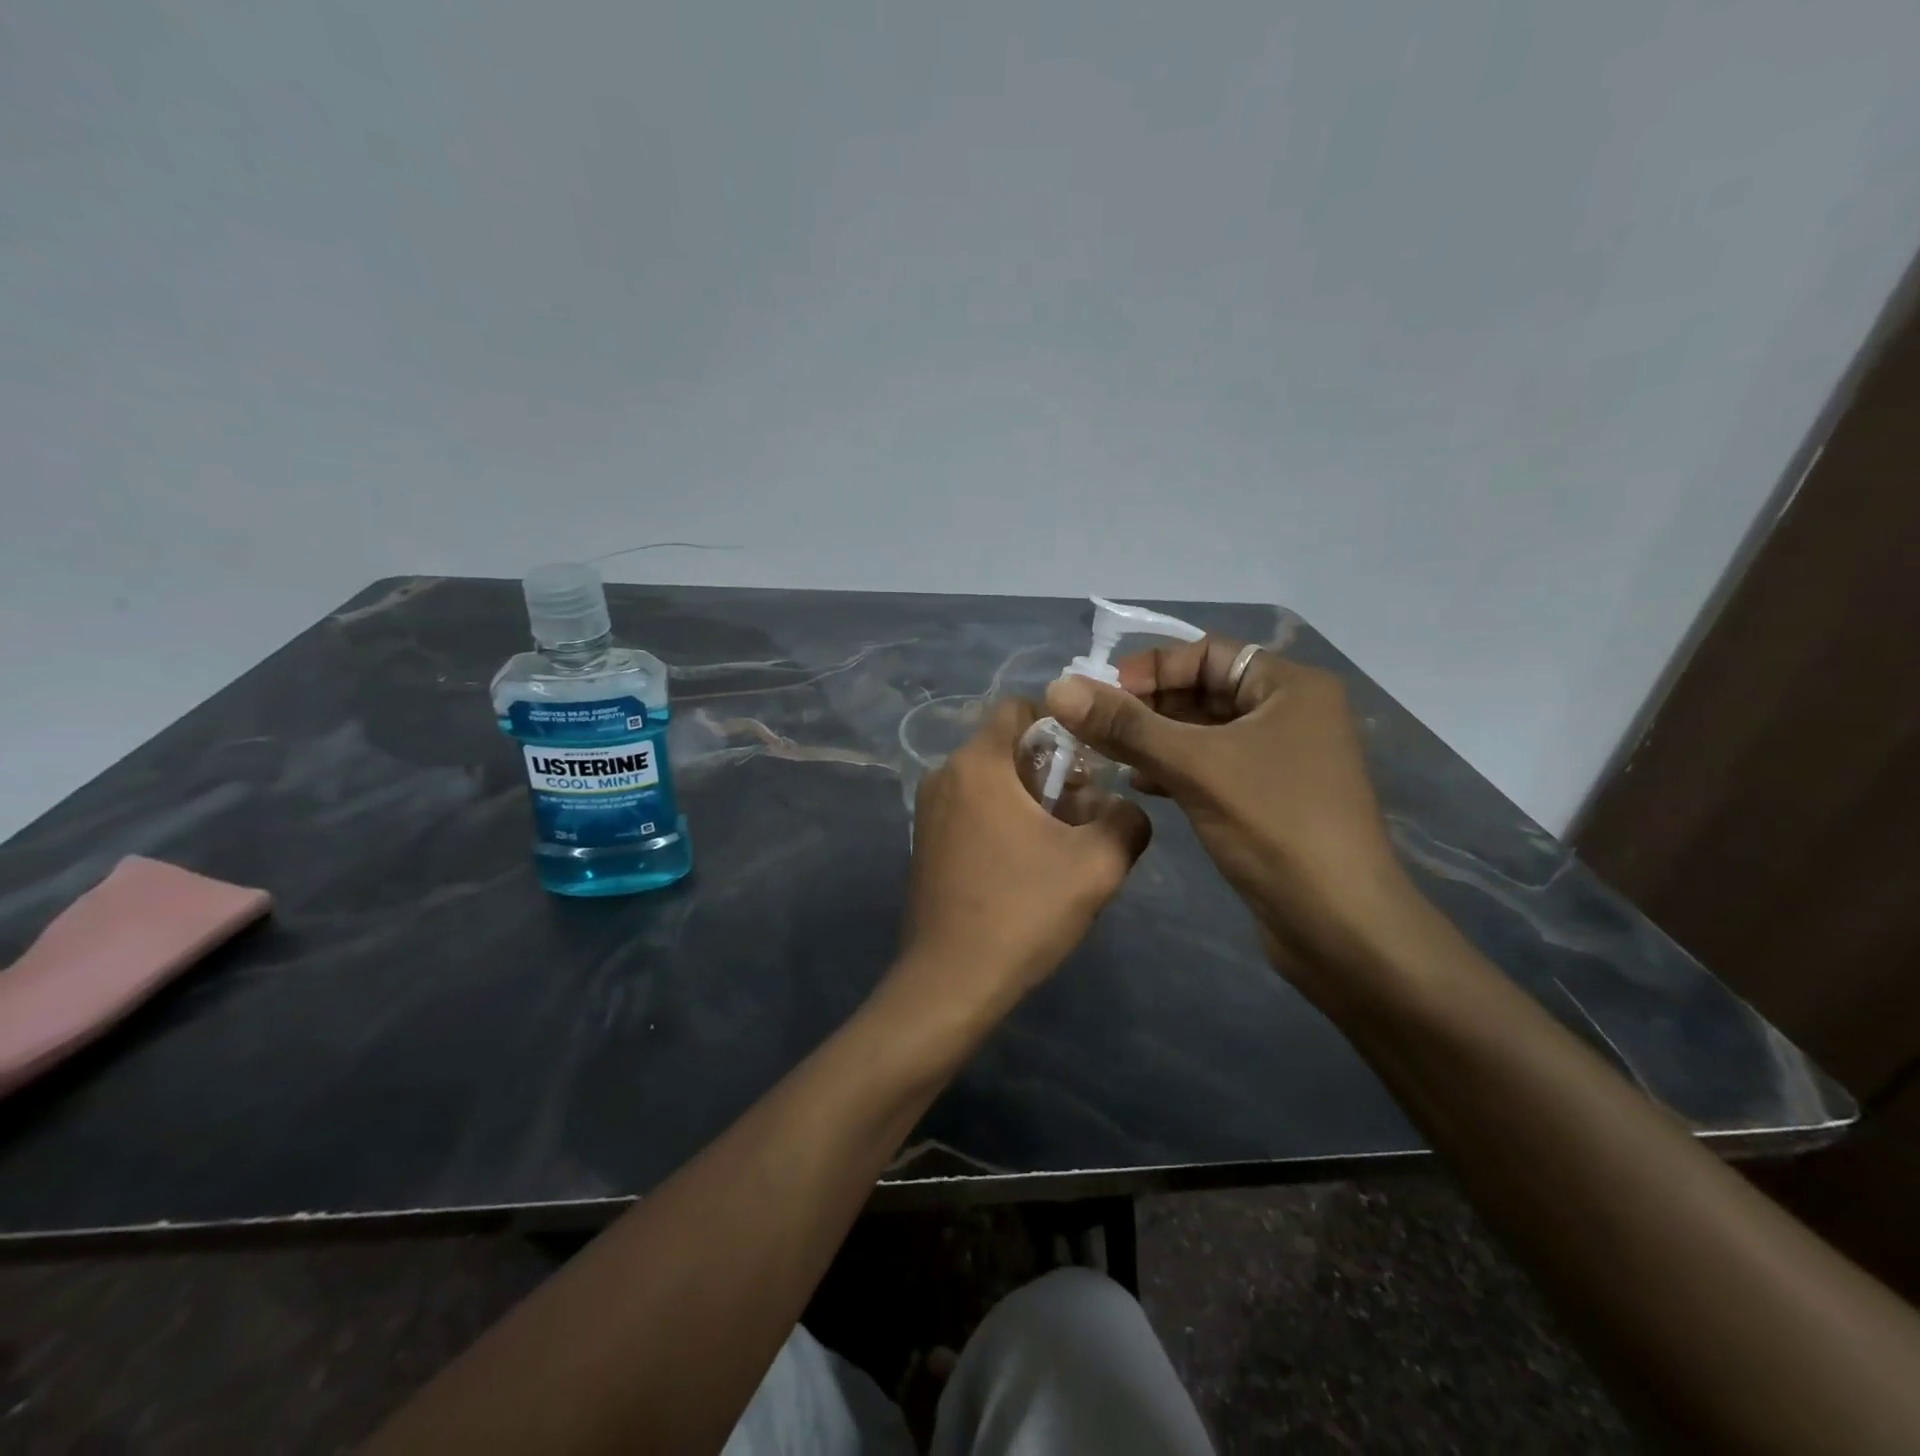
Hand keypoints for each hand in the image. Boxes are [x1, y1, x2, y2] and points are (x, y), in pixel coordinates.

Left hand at [898, 698, 1151, 1017]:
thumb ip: (1126, 820)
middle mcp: (944, 775)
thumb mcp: (1098, 865)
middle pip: (1006, 746)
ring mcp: (929, 811)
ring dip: (1030, 797)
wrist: (950, 982)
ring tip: (1064, 841)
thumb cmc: (1022, 912)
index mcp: (978, 764)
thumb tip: (1122, 808)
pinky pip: (973, 808)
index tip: (1092, 760)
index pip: (1019, 708)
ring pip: (991, 780)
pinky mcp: (926, 842)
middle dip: (1051, 768)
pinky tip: (1029, 863)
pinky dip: (1004, 817)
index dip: (1062, 723)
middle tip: (1086, 809)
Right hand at [1043, 638, 1412, 987]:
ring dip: (1153, 739)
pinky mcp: (1267, 797)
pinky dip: (1173, 768)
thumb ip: (1126, 725)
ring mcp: (1280, 758)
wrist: (1341, 926)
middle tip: (1092, 726)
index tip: (1100, 695)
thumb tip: (1058, 688)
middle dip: (1146, 706)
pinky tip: (1138, 784)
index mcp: (1289, 686)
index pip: (1205, 653)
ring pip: (1202, 732)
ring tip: (1105, 754)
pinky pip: (1210, 766)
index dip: (1149, 668)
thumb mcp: (1196, 767)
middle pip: (1202, 690)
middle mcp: (1288, 712)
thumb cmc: (1276, 827)